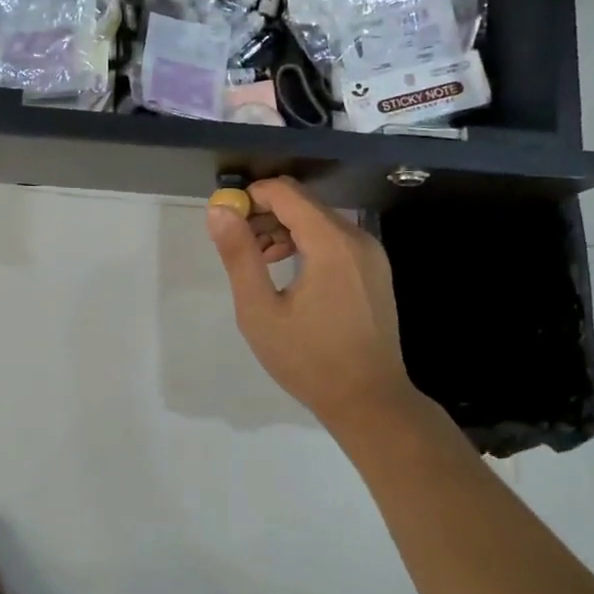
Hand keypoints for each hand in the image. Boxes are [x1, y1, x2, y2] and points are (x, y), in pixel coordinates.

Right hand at [206, 178, 419, 430]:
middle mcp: (357, 238)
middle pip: (303, 203)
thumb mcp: (260, 310)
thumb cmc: (309, 359)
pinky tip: (289, 273)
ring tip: (259, 264)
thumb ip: (239, 255)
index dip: (250, 198)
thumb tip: (219, 210)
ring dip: (284, 230)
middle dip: (265, 215)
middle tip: (238, 248)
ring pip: (319, 220)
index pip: (285, 192)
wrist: (369, 401)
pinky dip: (306, 244)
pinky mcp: (374, 270)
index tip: (225, 222)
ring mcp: (371, 254)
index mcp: (331, 242)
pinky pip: (335, 240)